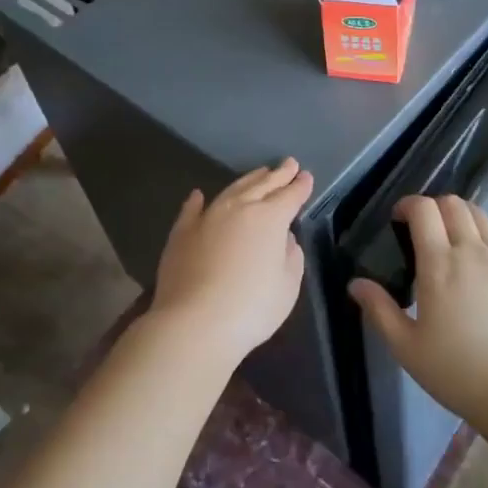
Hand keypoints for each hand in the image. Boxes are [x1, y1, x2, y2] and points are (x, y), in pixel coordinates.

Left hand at [150, 158, 312, 365]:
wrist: (195, 323)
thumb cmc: (252, 307)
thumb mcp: (287, 285)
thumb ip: (291, 256)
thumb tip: (284, 238)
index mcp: (270, 218)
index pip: (290, 196)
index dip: (300, 186)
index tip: (306, 176)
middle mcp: (239, 208)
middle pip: (263, 185)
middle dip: (278, 175)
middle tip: (289, 164)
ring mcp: (207, 217)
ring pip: (231, 190)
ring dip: (248, 180)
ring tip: (259, 174)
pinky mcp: (182, 233)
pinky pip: (191, 209)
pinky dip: (197, 201)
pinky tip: (198, 195)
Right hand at [349, 195, 487, 426]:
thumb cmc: (456, 371)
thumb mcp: (406, 347)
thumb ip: (379, 310)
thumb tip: (356, 284)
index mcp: (439, 264)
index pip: (424, 209)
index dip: (408, 204)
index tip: (398, 219)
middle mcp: (473, 251)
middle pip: (454, 204)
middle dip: (434, 207)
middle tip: (423, 230)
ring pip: (481, 217)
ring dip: (461, 219)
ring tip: (453, 244)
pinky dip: (486, 244)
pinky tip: (482, 272)